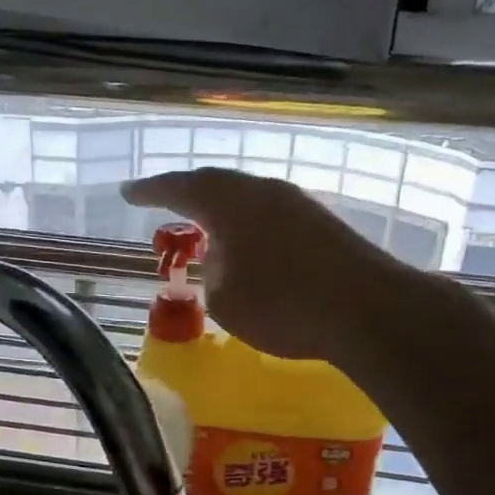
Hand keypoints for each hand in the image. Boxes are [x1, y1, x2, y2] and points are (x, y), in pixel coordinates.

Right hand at [123, 167, 402, 361]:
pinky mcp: (323, 223)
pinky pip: (271, 215)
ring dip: (222, 212)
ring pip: (247, 198)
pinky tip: (249, 247)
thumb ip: (212, 272)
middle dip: (187, 195)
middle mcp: (263, 191)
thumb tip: (223, 257)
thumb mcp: (225, 300)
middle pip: (216, 185)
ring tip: (204, 228)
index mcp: (230, 202)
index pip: (179, 188)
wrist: (367, 309)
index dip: (150, 191)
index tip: (127, 193)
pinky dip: (250, 227)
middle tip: (162, 203)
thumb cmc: (283, 306)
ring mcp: (297, 203)